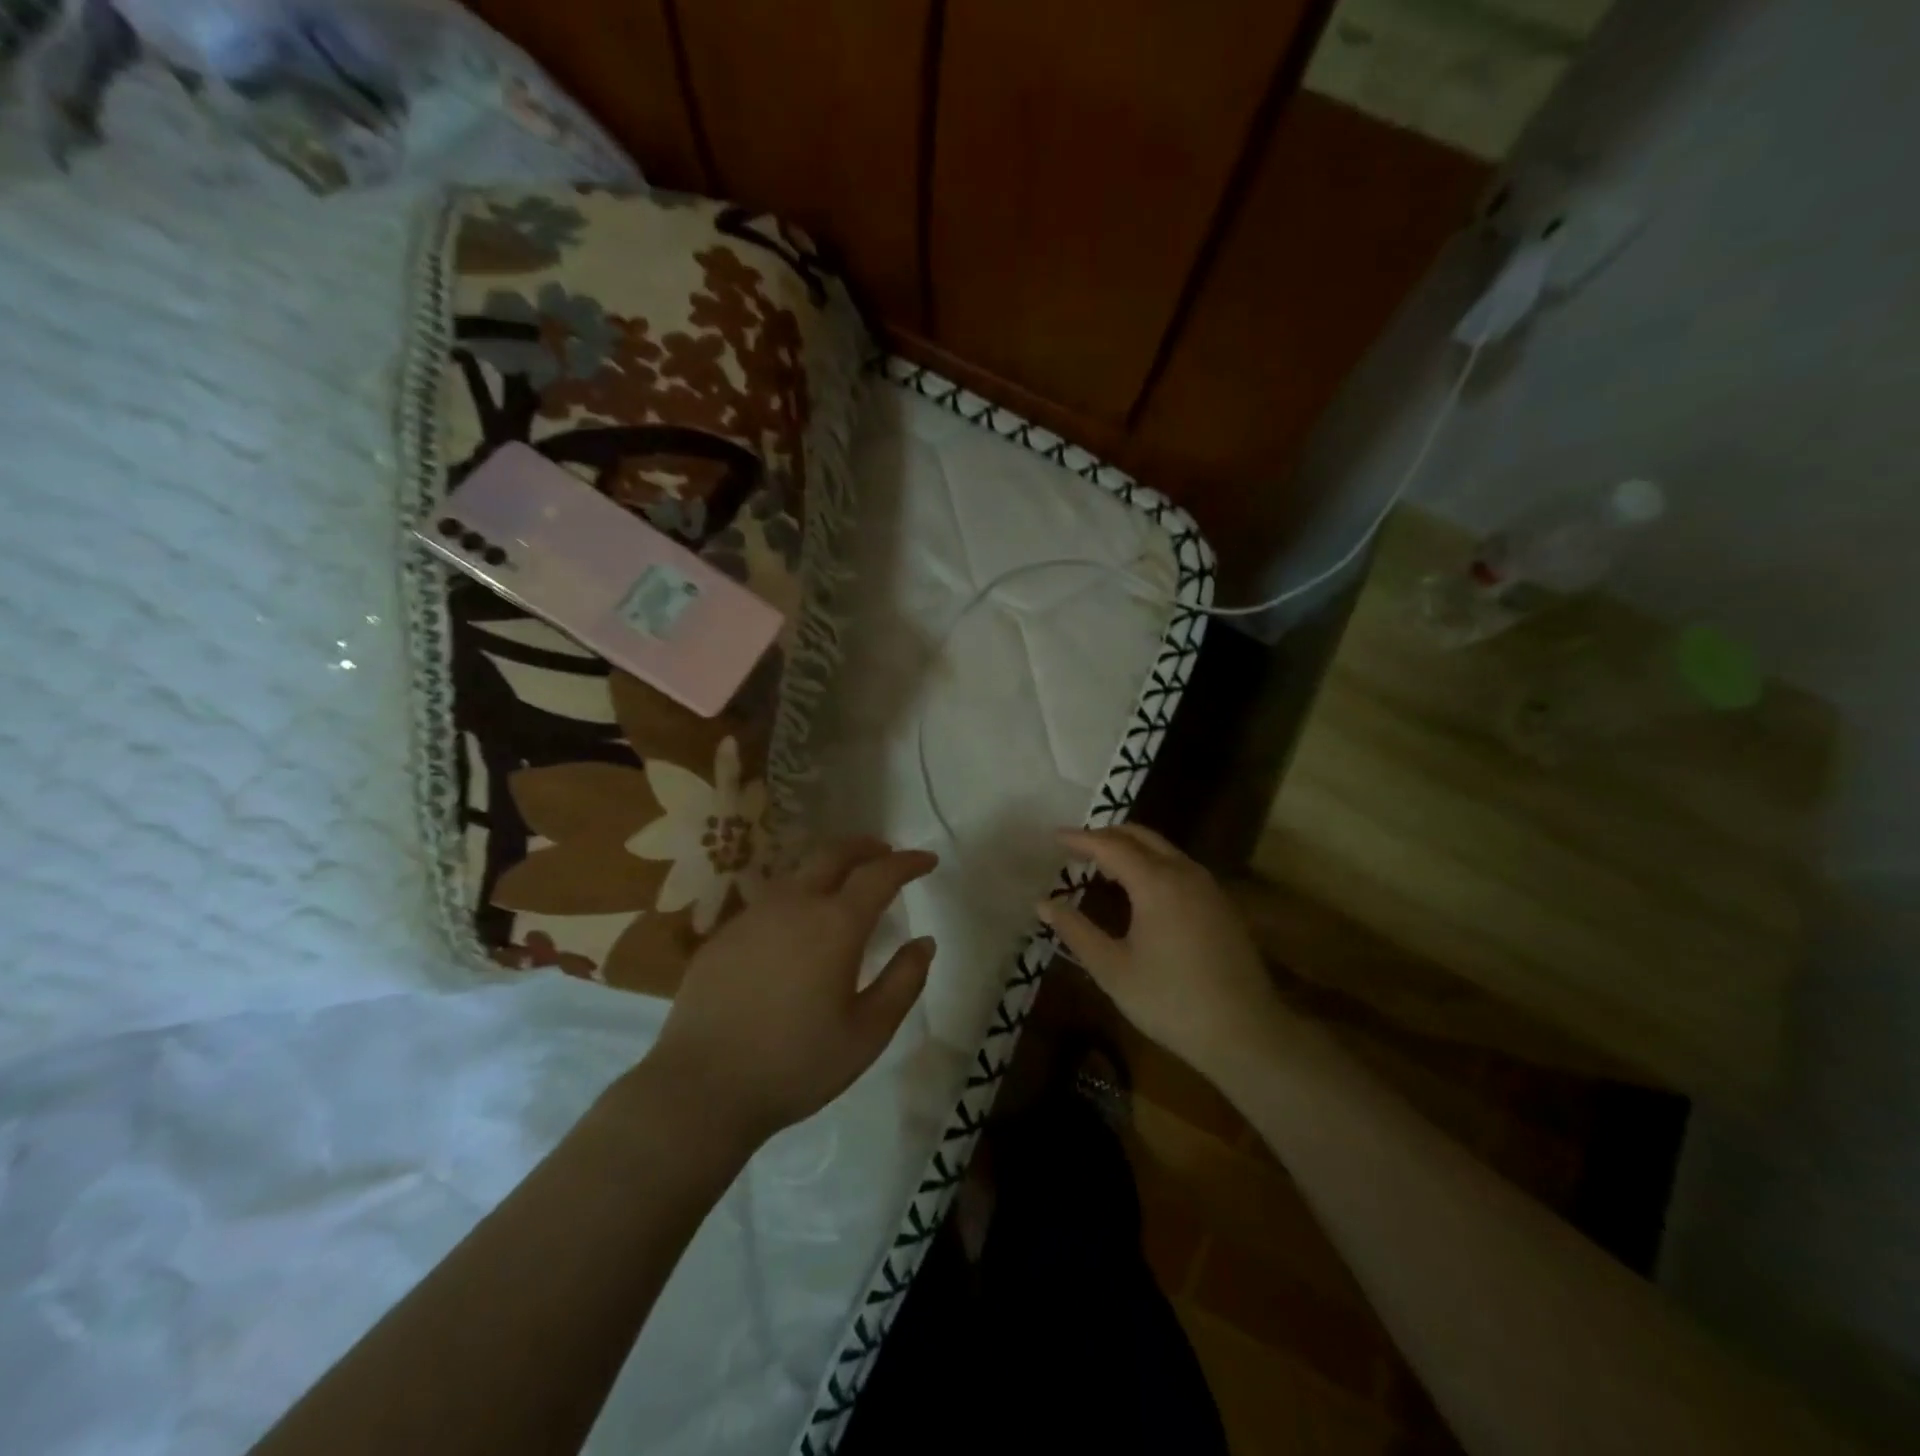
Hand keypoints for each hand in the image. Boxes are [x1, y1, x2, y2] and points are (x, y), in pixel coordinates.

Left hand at [641, 838, 937, 1149]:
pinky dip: (796, 897)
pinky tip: (796, 927)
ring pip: (798, 873)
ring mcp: (753, 916)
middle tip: (885, 853)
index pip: (880, 874)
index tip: (927, 860)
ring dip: (829, 868)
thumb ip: (903, 982)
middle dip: (865, 847)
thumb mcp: (867, 1034)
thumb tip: (924, 942)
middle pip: (833, 854)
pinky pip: (770, 901)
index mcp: (836, 925)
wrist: (701, 1088)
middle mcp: (794, 905)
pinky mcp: (724, 935)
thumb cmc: (796, 1065)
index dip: (907, 862)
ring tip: (844, 885)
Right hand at [1038, 825, 1283, 1074]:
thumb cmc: (1171, 1001)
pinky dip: (1152, 863)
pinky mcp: (1221, 904)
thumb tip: (1043, 903)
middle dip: (1106, 835)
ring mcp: (1207, 887)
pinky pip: (1179, 866)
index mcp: (1155, 882)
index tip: (1054, 837)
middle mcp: (1184, 872)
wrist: (1246, 1032)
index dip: (1080, 839)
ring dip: (1130, 848)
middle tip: (1076, 847)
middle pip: (1140, 836)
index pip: (1110, 846)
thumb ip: (1076, 931)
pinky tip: (1140, 890)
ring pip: (1163, 849)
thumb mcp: (1113, 969)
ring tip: (1102, 866)